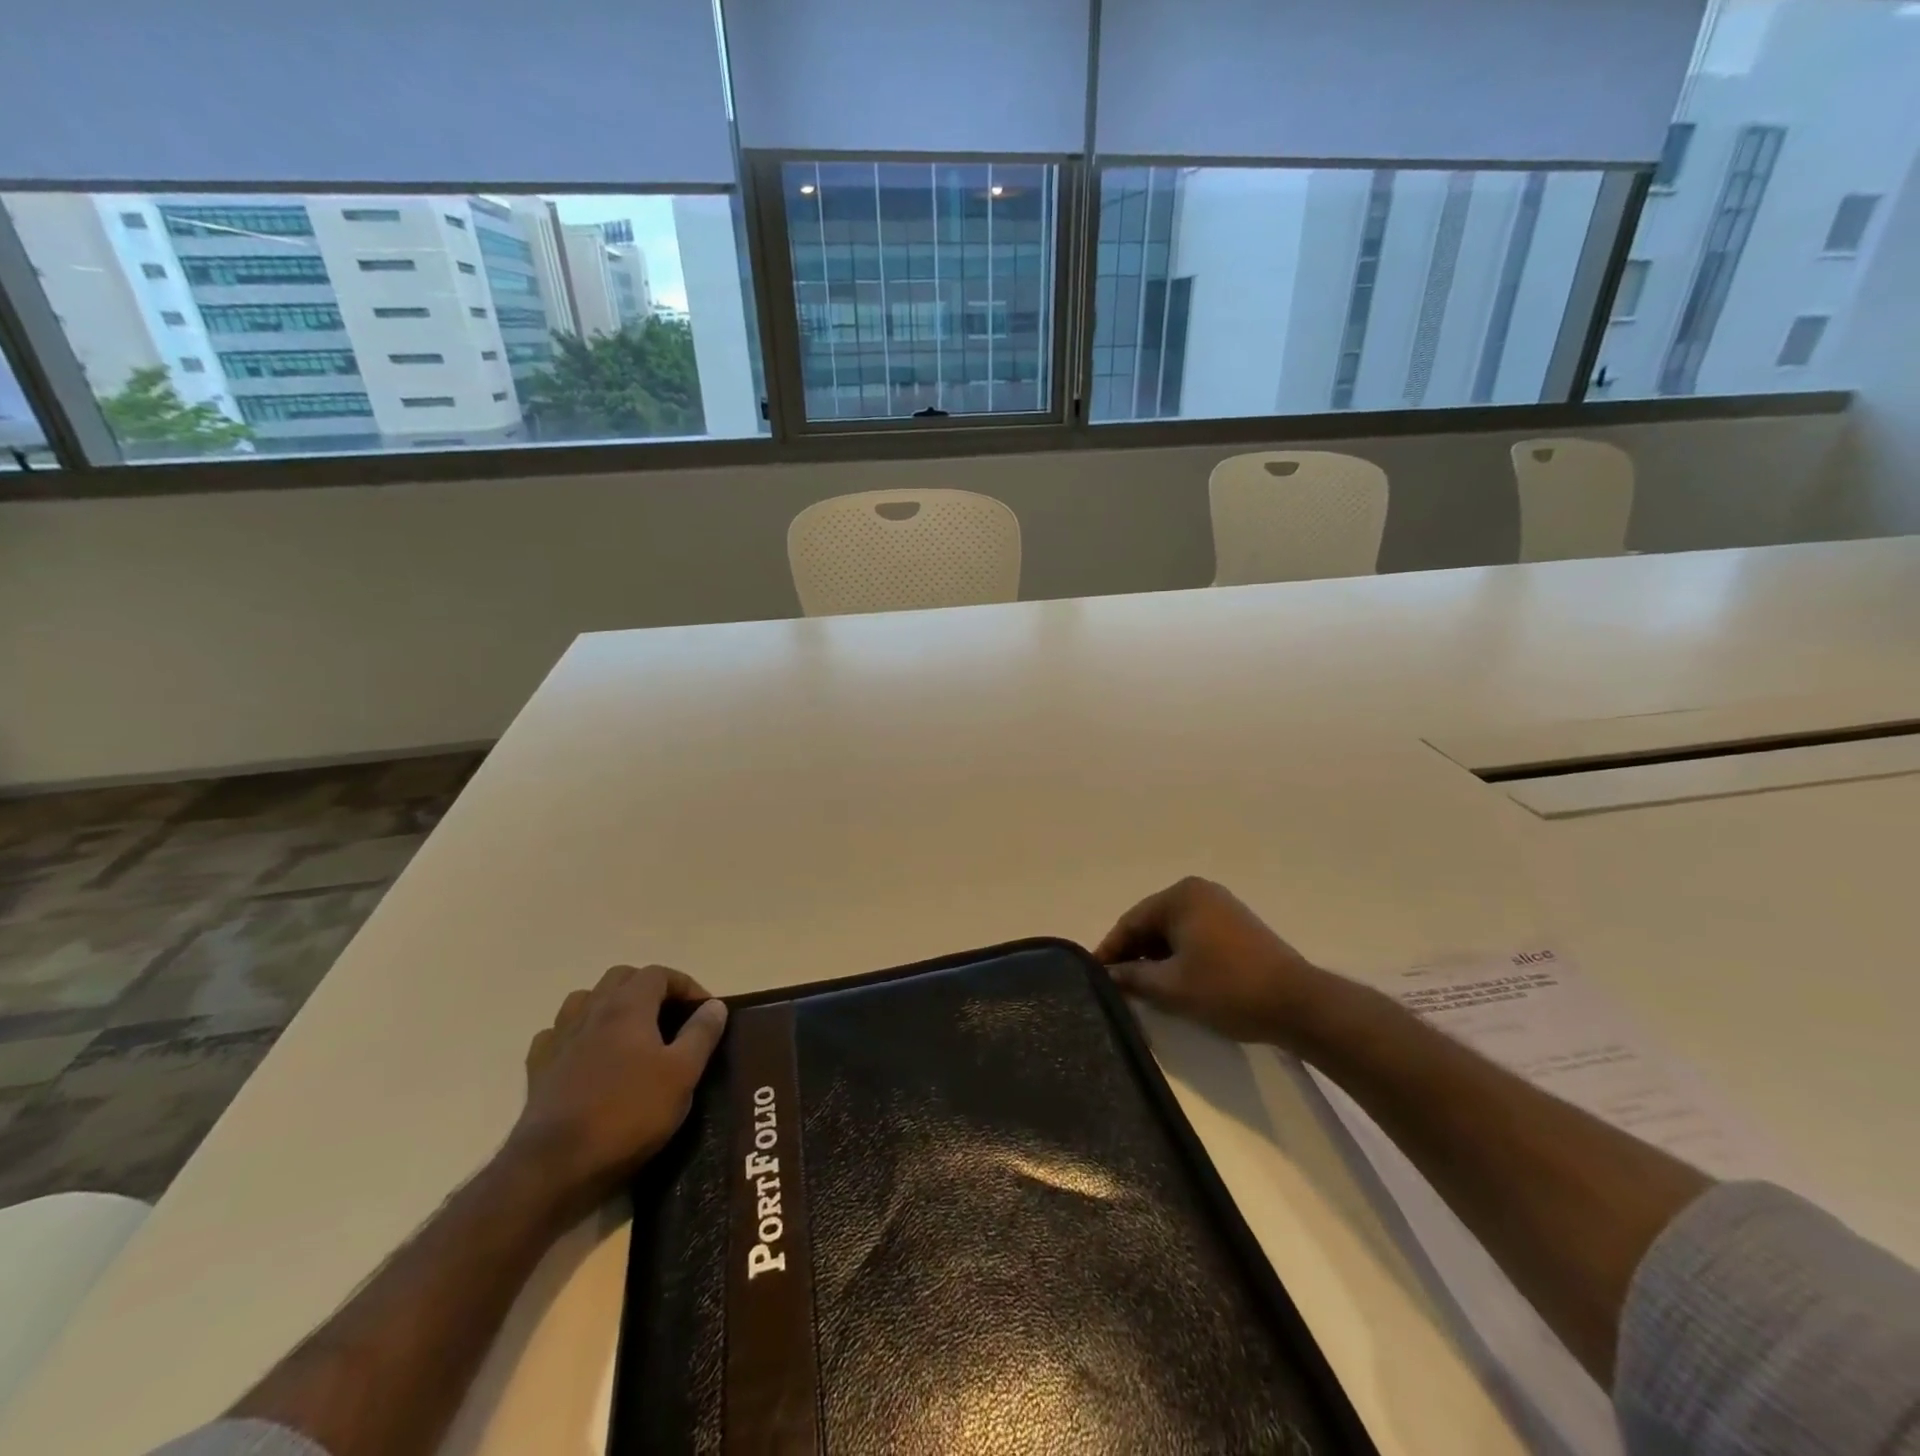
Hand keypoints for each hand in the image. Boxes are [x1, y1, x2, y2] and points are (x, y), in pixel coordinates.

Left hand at [506, 964, 727, 1214]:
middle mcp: (591, 1010)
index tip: (704, 1011)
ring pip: (585, 999)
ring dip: (610, 1004)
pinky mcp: (538, 1069)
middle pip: (621, 978)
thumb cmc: (628, 1113)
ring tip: (629, 1030)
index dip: (686, 985)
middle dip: (649, 988)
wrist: (555, 1166)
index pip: (660, 973)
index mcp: (628, 1006)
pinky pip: (557, 1033)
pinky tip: (587, 1054)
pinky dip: (577, 1034)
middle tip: (670, 1016)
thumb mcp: (682, 1074)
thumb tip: (714, 1005)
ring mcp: (559, 1038)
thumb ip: (701, 1033)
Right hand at [1095, 877, 1330, 1046]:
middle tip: (1117, 986)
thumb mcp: (1170, 986)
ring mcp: (1221, 907)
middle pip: (1152, 924)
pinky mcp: (1237, 926)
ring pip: (1173, 932)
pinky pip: (1194, 936)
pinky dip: (1179, 957)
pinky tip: (1174, 982)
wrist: (1298, 1004)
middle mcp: (1199, 892)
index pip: (1131, 922)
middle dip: (1133, 955)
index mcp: (1180, 896)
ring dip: (1156, 958)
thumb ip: (1131, 977)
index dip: (1110, 951)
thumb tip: (1106, 975)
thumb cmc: (1227, 988)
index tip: (1095, 977)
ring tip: (1143, 989)